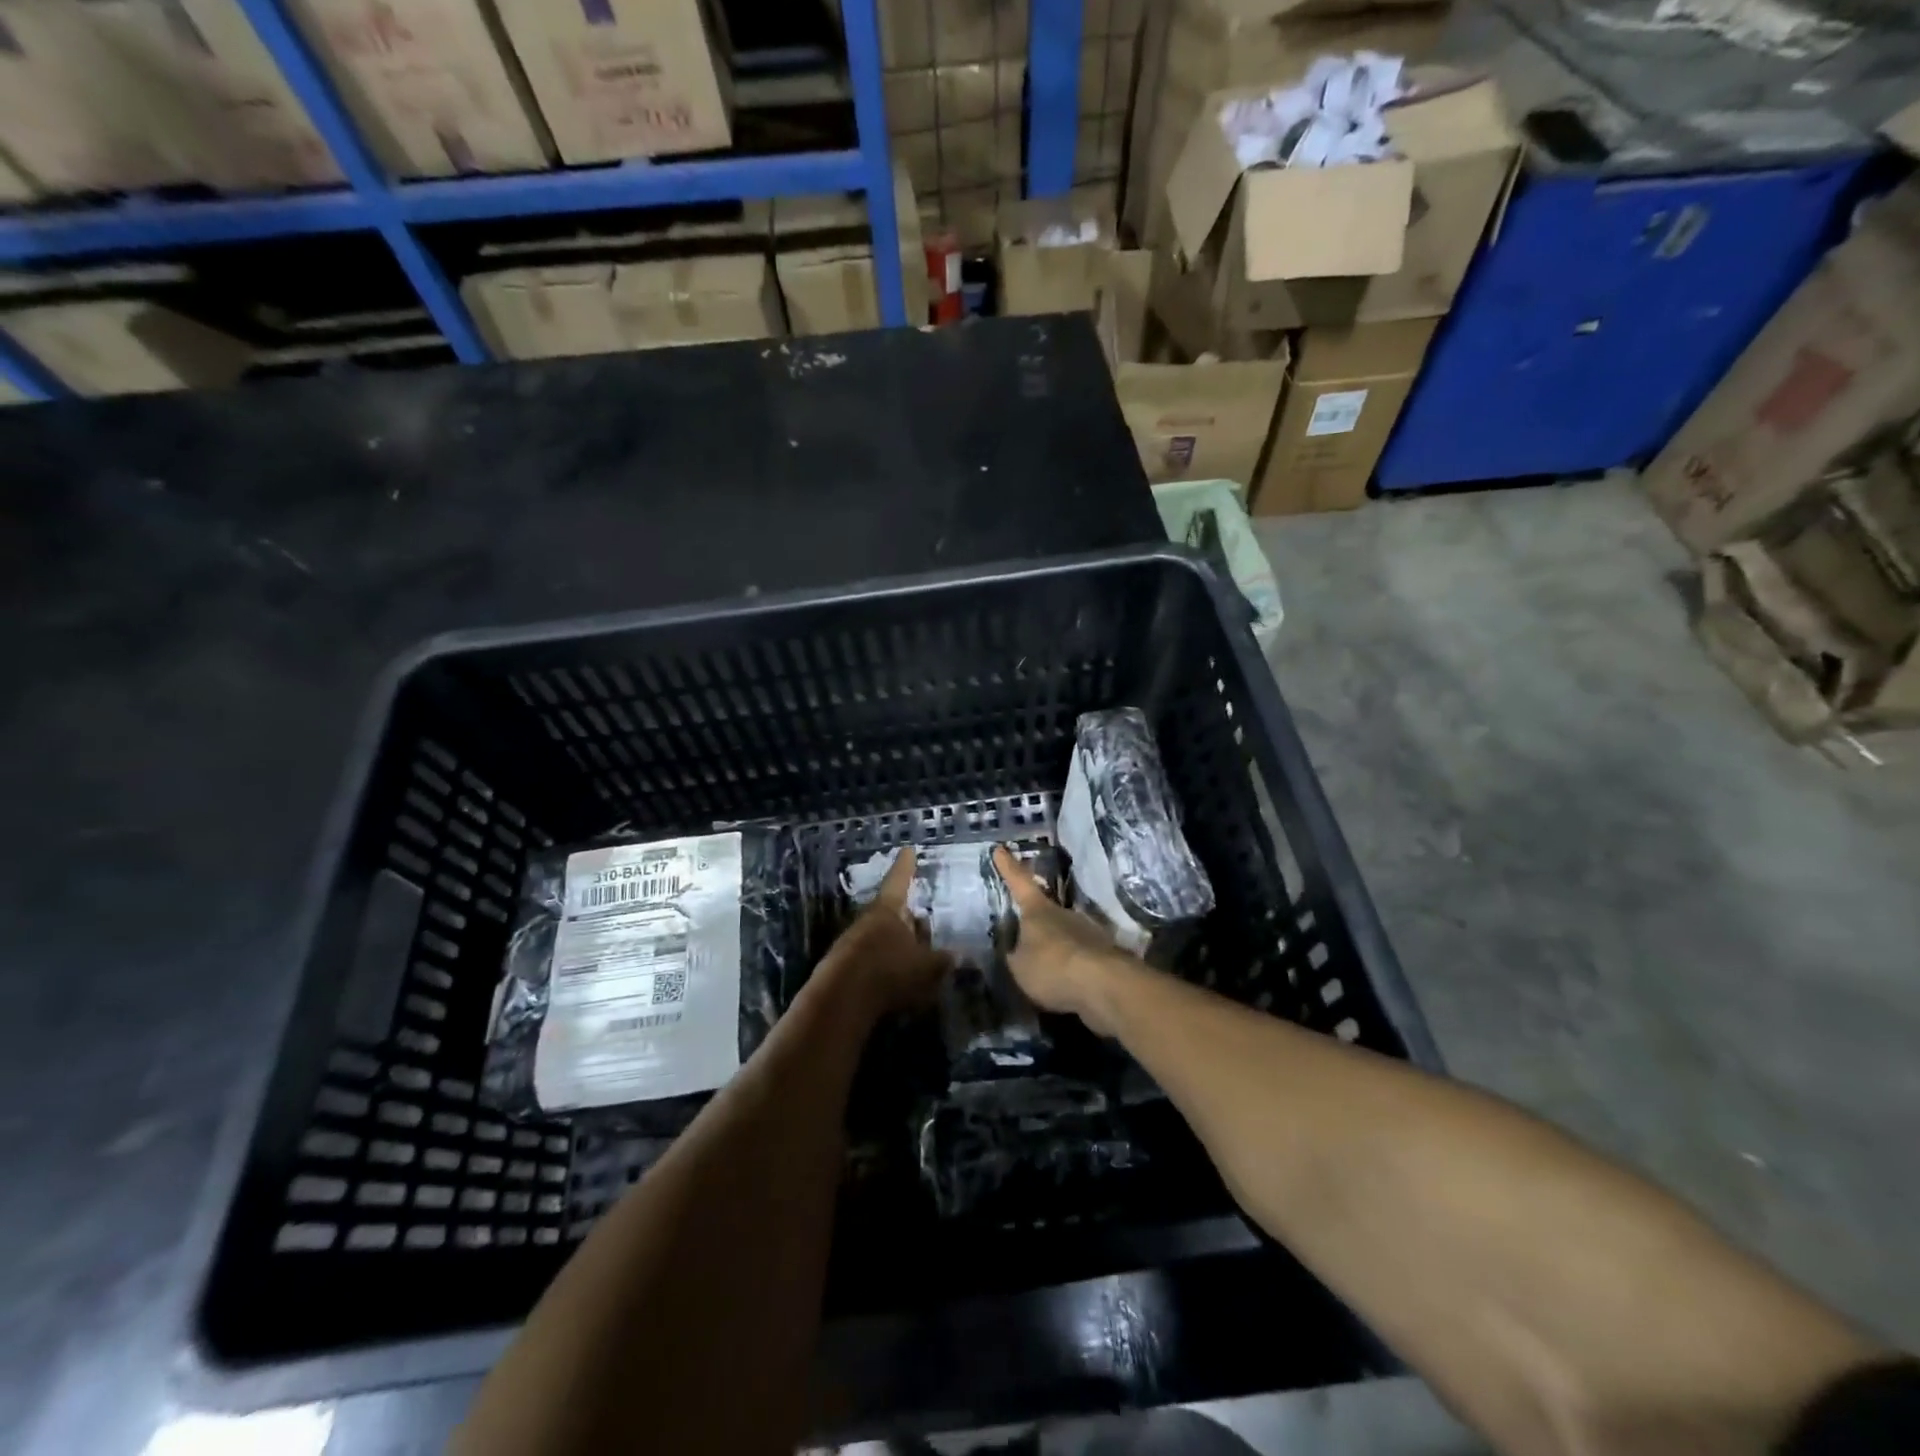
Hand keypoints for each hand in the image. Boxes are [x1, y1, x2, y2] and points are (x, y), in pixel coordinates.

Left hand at [813, 846, 949, 1020]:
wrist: (841, 1000)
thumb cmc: (889, 971)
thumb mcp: (926, 967)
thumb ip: (943, 961)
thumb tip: (958, 955)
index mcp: (888, 909)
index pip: (899, 880)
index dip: (906, 866)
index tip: (908, 850)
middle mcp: (868, 920)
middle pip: (891, 911)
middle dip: (907, 917)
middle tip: (923, 922)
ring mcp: (853, 943)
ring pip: (881, 936)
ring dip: (897, 944)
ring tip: (916, 957)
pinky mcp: (844, 967)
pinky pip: (872, 959)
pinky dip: (886, 964)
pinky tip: (898, 979)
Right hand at [992, 846, 1139, 1035]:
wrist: (1103, 985)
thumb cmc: (1051, 967)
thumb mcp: (1019, 966)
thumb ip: (1015, 955)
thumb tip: (1016, 949)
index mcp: (1038, 910)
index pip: (1019, 882)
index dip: (1008, 866)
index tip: (1000, 848)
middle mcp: (1064, 913)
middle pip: (1045, 911)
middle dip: (1034, 922)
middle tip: (1022, 935)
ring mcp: (1088, 931)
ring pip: (1064, 935)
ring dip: (1054, 948)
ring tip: (1043, 969)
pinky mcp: (1103, 954)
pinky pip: (1079, 957)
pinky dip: (1070, 967)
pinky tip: (1064, 984)